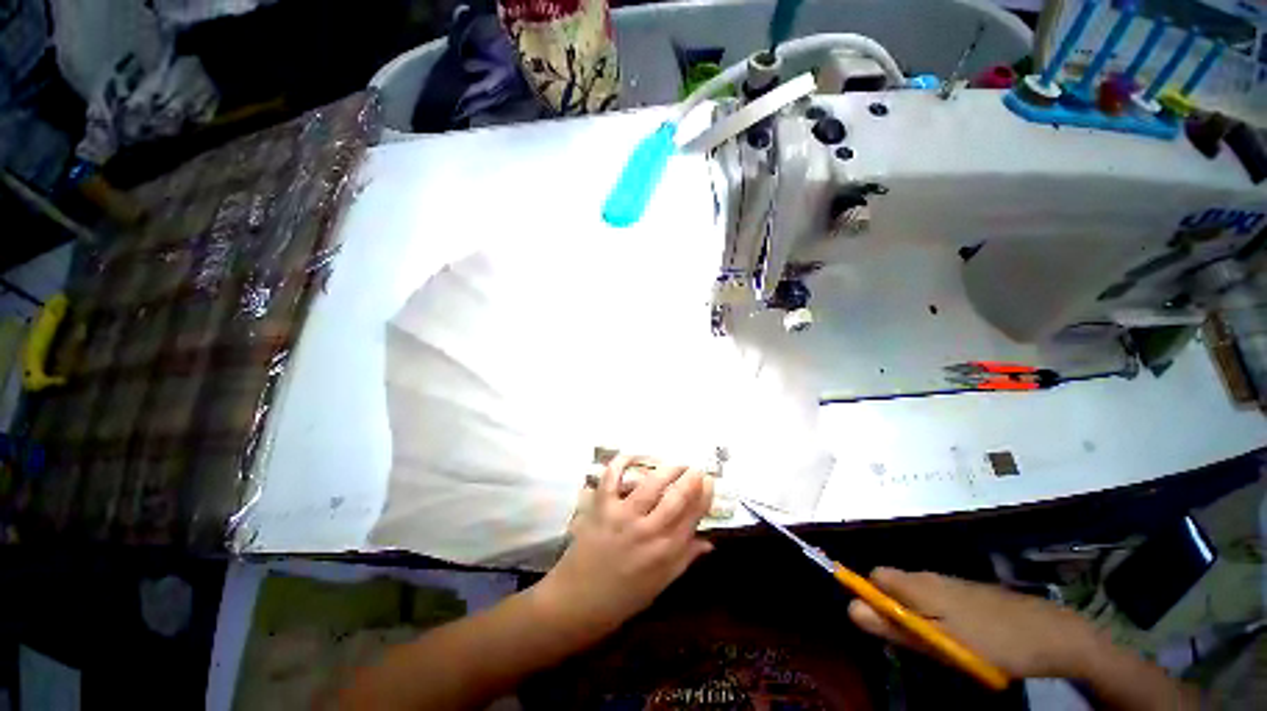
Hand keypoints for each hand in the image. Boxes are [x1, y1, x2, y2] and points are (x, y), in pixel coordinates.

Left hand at [531, 455, 714, 635]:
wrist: (578, 601)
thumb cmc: (623, 597)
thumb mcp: (660, 584)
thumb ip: (685, 559)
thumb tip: (709, 542)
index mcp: (666, 552)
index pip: (693, 516)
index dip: (704, 495)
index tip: (709, 481)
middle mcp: (648, 531)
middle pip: (677, 497)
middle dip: (691, 477)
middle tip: (696, 468)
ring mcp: (623, 516)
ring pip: (651, 484)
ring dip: (667, 468)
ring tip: (675, 463)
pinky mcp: (602, 507)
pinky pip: (613, 477)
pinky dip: (622, 462)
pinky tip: (633, 455)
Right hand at [848, 568, 1100, 679]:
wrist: (1051, 633)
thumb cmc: (990, 641)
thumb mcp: (939, 643)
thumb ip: (893, 626)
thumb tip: (850, 609)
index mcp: (917, 585)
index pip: (874, 577)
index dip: (869, 596)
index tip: (881, 624)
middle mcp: (929, 577)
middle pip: (894, 586)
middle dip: (895, 611)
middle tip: (916, 643)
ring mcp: (952, 583)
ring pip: (918, 594)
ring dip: (918, 616)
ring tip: (942, 644)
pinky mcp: (970, 592)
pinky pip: (939, 599)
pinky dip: (939, 616)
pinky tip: (963, 637)